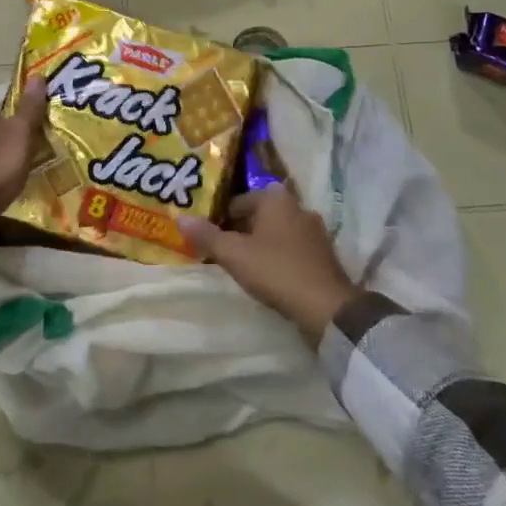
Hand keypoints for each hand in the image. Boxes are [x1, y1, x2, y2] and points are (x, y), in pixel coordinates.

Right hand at [179, 186, 358, 336]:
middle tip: (223, 249)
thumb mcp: (234, 254)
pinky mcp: (324, 255)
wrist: (326, 306)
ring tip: (243, 264)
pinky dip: (279, 256)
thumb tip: (180, 219)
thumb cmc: (276, 270)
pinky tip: (269, 275)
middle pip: (260, 215)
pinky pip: (293, 248)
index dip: (222, 216)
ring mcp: (315, 231)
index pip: (240, 199)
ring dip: (261, 243)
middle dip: (242, 229)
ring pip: (278, 231)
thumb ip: (207, 236)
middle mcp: (298, 207)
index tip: (210, 235)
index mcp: (276, 199)